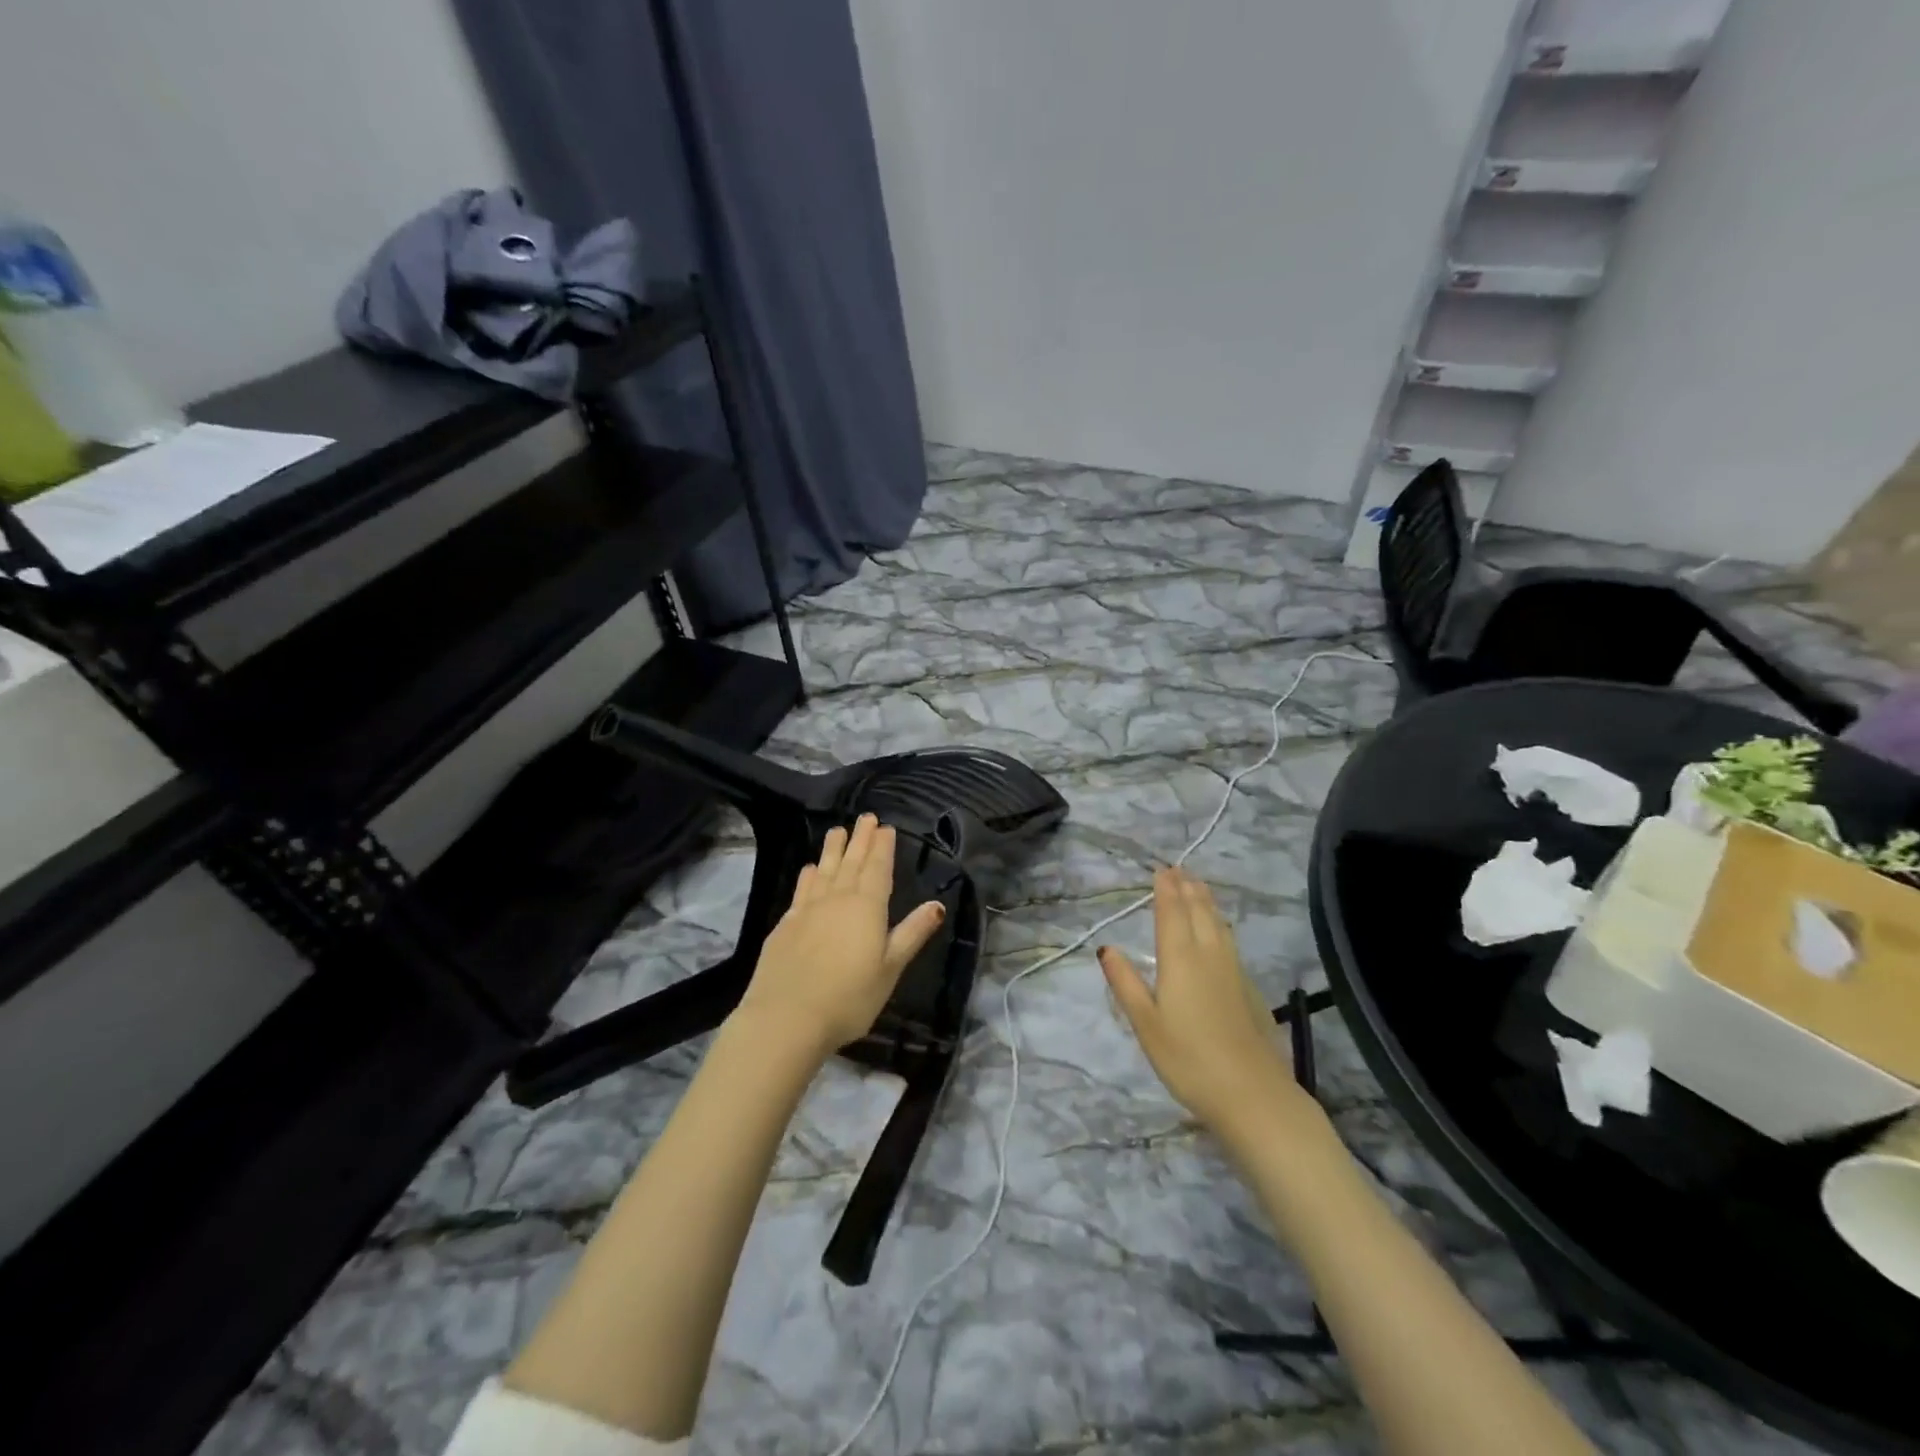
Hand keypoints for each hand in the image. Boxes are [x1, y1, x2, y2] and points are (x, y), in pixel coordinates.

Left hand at [736, 813, 945, 1057]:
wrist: (787, 1017)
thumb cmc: (849, 997)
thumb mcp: (890, 968)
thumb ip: (912, 933)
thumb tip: (937, 904)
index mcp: (867, 907)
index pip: (878, 868)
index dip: (882, 847)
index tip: (885, 827)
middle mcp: (837, 899)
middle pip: (851, 862)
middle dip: (860, 839)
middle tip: (866, 817)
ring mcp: (808, 910)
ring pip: (824, 870)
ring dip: (833, 849)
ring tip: (837, 830)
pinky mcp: (786, 925)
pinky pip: (802, 889)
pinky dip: (809, 875)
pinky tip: (810, 869)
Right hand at [1099, 867, 1321, 1143]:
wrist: (1252, 1094)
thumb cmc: (1188, 1060)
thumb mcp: (1146, 1024)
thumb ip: (1126, 983)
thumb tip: (1106, 948)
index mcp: (1180, 959)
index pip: (1172, 912)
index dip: (1166, 889)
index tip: (1161, 869)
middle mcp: (1209, 955)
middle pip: (1198, 911)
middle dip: (1187, 887)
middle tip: (1179, 868)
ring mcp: (1233, 970)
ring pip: (1218, 923)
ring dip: (1206, 900)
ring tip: (1198, 886)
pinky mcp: (1248, 988)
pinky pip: (1230, 940)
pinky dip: (1220, 923)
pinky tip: (1220, 930)